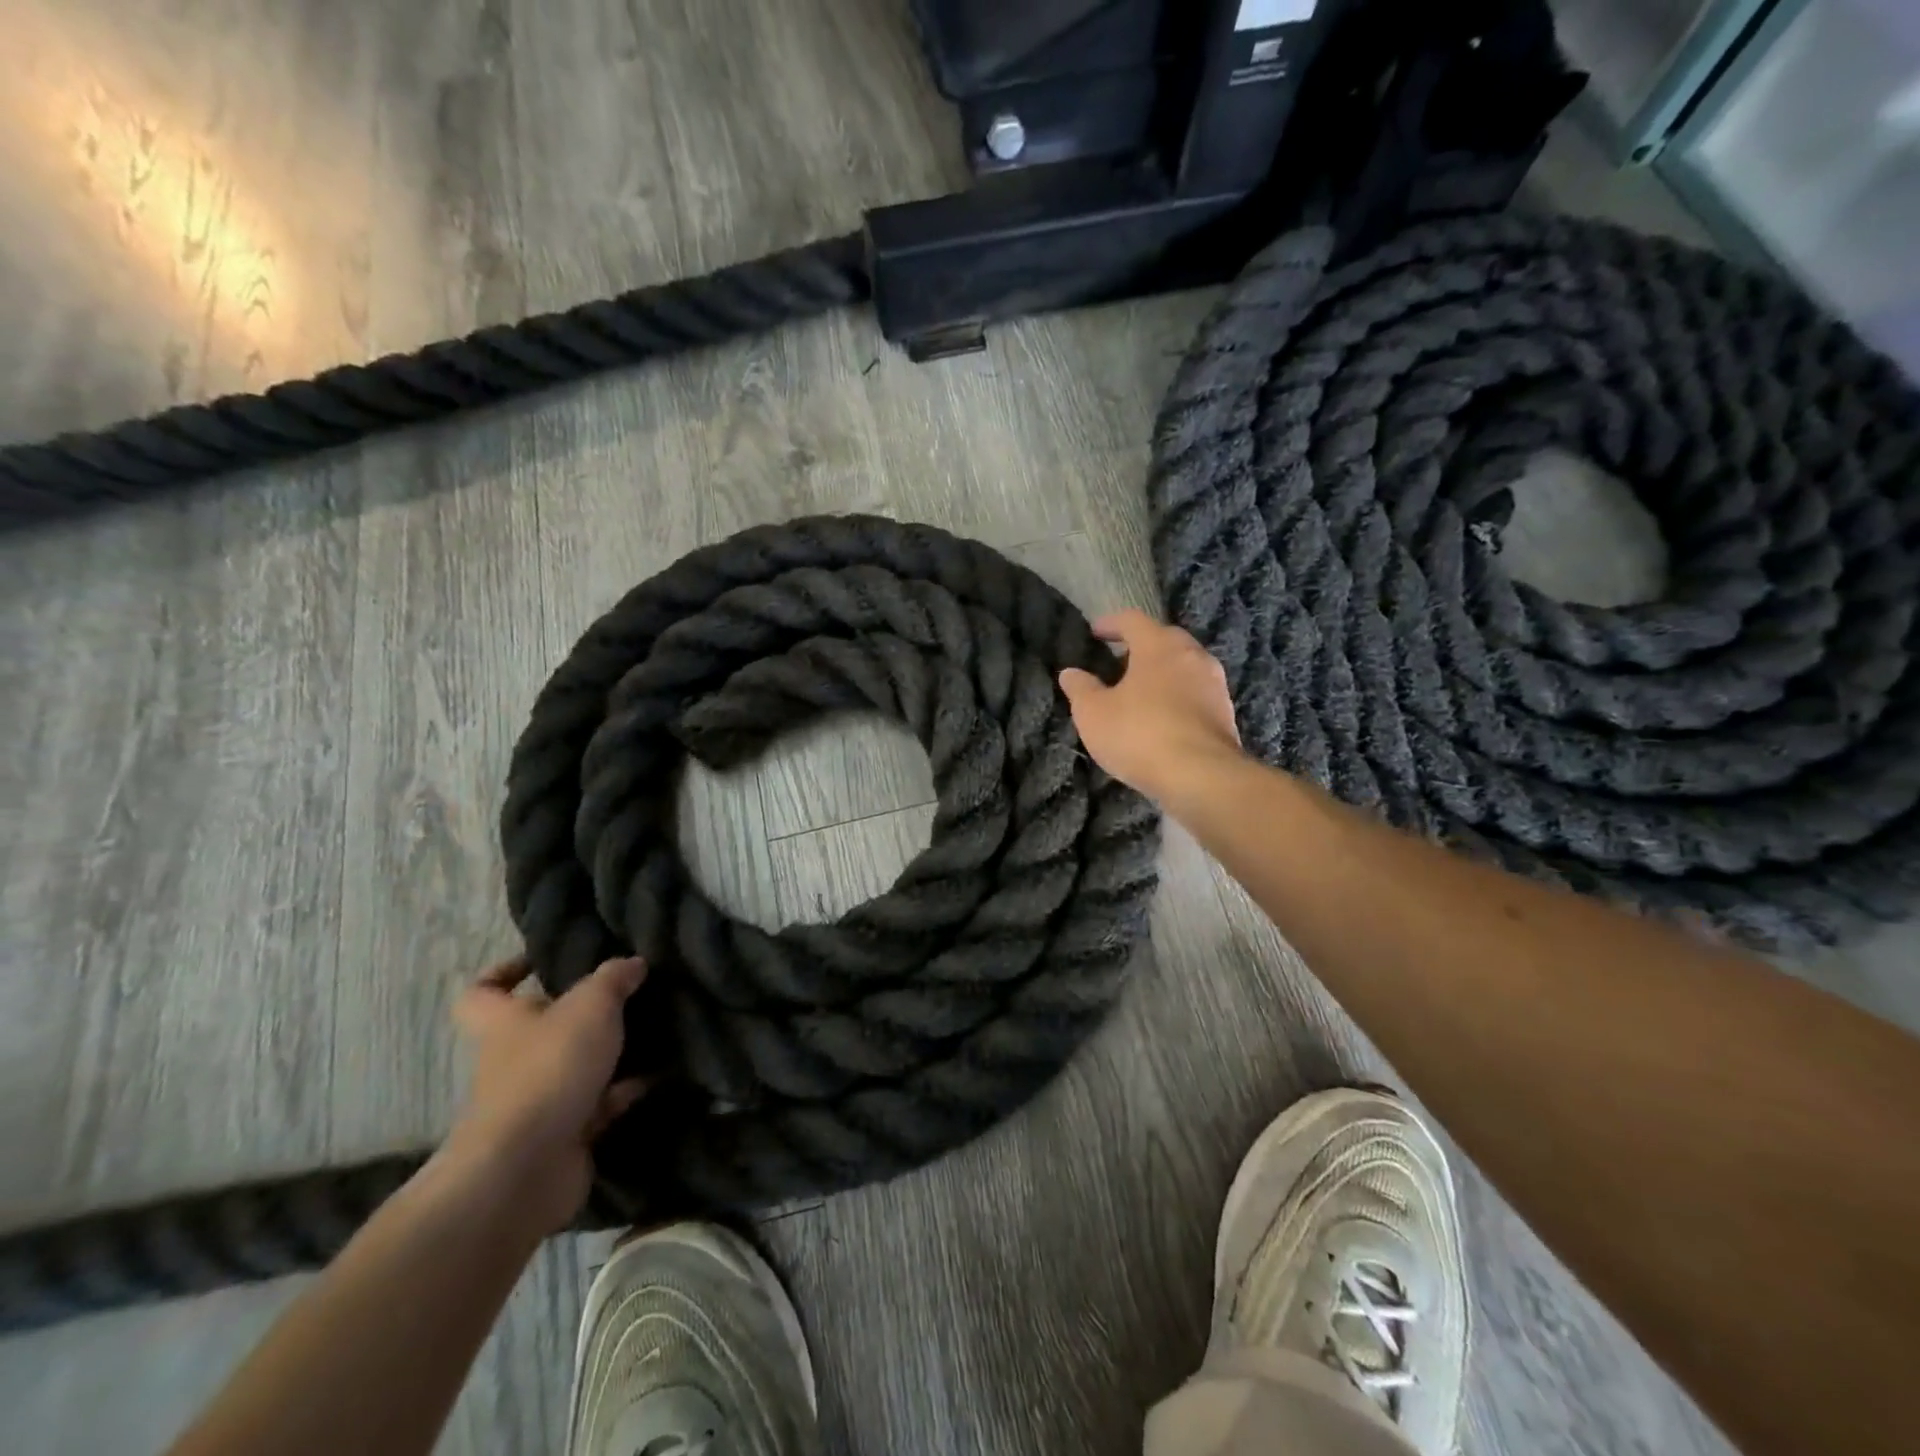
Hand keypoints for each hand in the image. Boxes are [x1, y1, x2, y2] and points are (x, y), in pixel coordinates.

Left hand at [446, 955, 647, 1231]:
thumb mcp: (591, 1006)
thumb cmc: (549, 1069)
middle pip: (542, 1029)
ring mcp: (538, 1101)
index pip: (483, 993)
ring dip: (612, 1052)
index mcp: (504, 1024)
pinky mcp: (566, 1134)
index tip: (542, 961)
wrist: (527, 1168)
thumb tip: (633, 963)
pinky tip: (661, 1072)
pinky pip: (601, 1103)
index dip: (505, 973)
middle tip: (627, 993)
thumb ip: (613, 979)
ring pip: (577, 1065)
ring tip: (656, 1027)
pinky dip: (627, 1089)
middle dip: (582, 1014)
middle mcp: (515, 1060)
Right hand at [1058, 609, 1241, 801]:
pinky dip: (1177, 698)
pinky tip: (1163, 718)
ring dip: (1162, 673)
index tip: (1095, 632)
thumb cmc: (1140, 735)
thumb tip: (1070, 673)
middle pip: (1165, 639)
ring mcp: (1215, 685)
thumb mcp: (1093, 714)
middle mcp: (1192, 656)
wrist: (1201, 777)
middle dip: (1141, 646)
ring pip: (1184, 667)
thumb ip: (1080, 689)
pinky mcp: (1225, 714)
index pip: (1133, 620)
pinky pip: (1196, 694)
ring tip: (1140, 691)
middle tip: (1119, 661)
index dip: (1111, 623)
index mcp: (1159, 646)